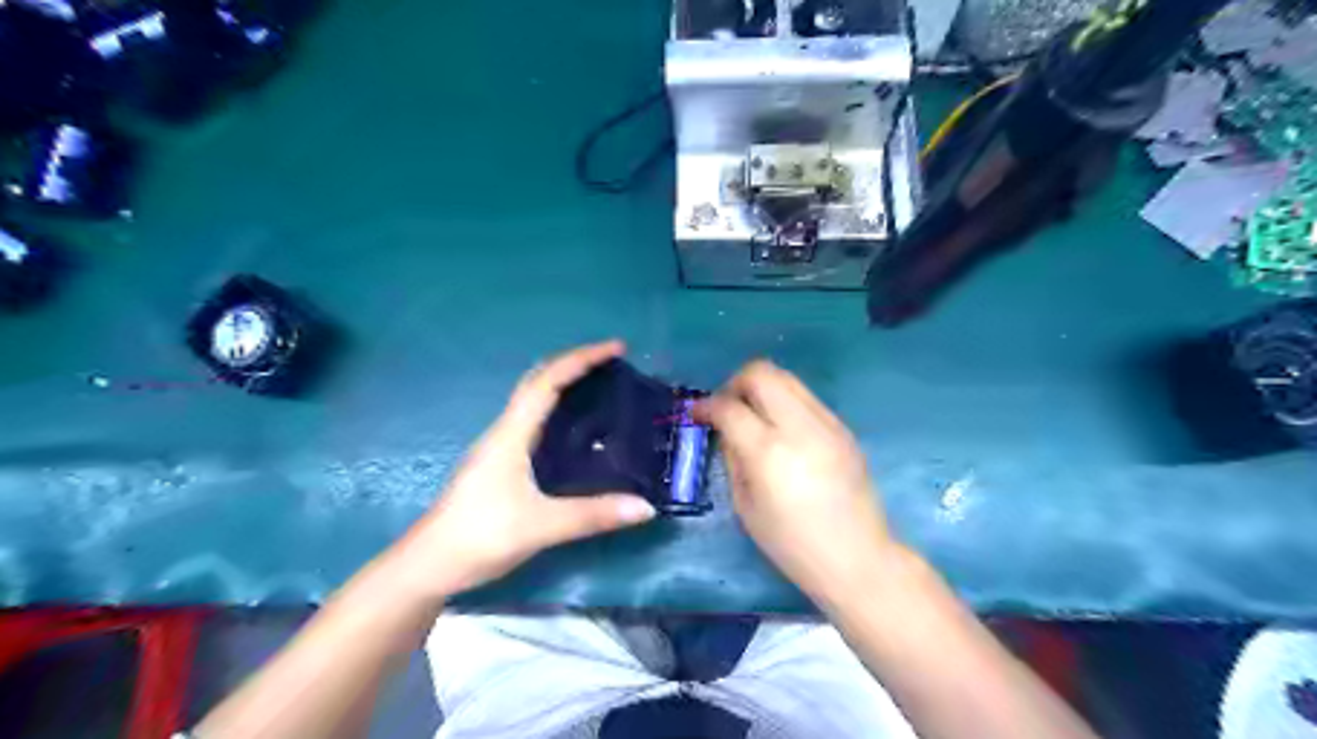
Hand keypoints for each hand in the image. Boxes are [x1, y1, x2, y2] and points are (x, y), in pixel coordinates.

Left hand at [389, 342, 658, 598]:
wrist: (429, 565)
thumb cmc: (480, 535)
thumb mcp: (540, 526)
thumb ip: (592, 516)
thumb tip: (646, 507)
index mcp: (511, 433)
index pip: (548, 381)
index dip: (583, 358)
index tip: (617, 348)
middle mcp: (505, 431)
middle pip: (539, 380)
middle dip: (575, 364)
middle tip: (613, 363)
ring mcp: (500, 446)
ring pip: (534, 399)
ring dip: (566, 383)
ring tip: (601, 386)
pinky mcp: (500, 464)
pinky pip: (534, 421)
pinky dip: (559, 409)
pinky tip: (577, 429)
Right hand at [694, 361, 900, 607]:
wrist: (857, 557)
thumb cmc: (792, 544)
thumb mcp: (745, 506)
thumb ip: (732, 458)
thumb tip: (726, 430)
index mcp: (769, 452)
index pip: (729, 406)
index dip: (706, 405)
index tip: (696, 413)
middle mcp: (799, 426)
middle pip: (761, 372)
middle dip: (735, 383)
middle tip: (727, 408)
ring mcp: (827, 423)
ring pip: (787, 378)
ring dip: (762, 389)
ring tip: (754, 417)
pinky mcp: (844, 428)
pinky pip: (807, 399)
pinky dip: (786, 404)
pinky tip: (783, 432)